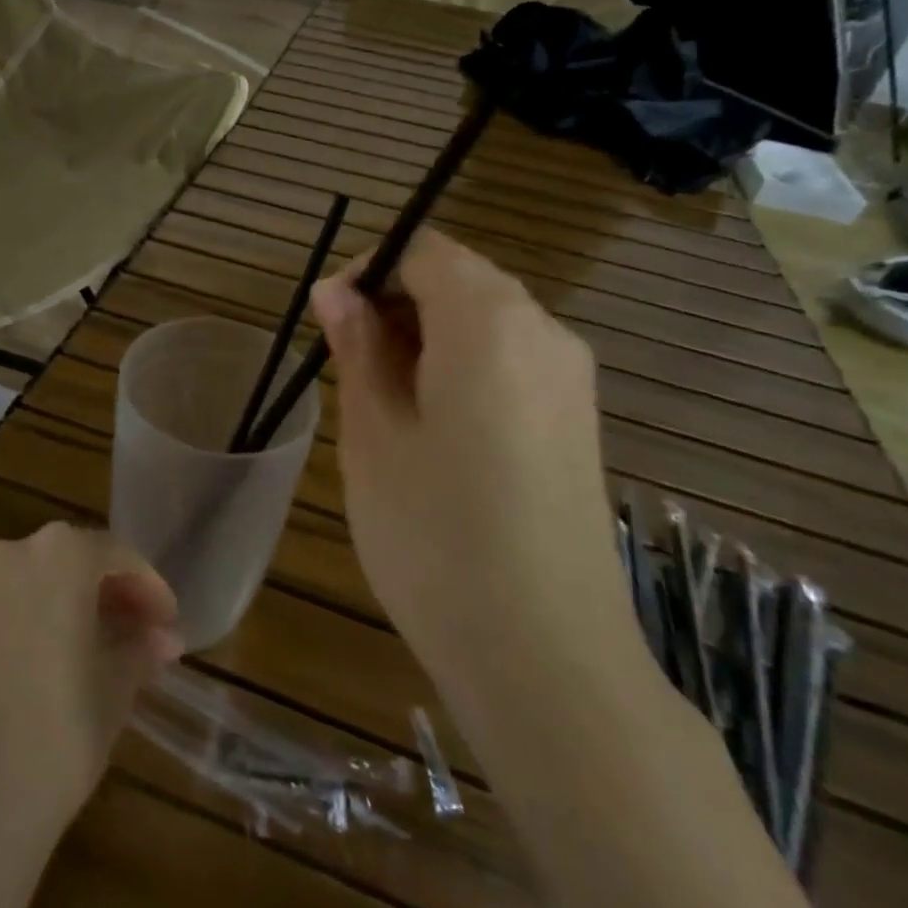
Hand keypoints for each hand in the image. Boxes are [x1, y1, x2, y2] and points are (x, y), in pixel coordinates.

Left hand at [0, 523, 182, 855]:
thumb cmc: (53, 740)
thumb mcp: (114, 693)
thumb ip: (139, 650)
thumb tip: (161, 637)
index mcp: (58, 556)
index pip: (115, 555)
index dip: (148, 588)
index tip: (166, 624)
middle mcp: (5, 557)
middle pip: (64, 562)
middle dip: (100, 596)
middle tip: (128, 638)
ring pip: (20, 588)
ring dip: (52, 611)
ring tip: (75, 660)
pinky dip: (9, 633)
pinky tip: (20, 682)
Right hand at [312, 229, 638, 710]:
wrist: (546, 657)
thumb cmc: (435, 535)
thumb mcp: (373, 432)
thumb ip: (357, 346)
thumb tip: (335, 290)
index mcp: (489, 321)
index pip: (423, 250)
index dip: (368, 270)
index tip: (330, 320)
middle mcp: (543, 331)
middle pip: (459, 278)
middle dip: (396, 301)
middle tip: (347, 362)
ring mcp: (570, 376)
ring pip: (486, 318)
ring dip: (427, 334)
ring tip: (384, 399)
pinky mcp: (578, 418)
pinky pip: (512, 358)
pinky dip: (464, 363)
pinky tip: (435, 426)